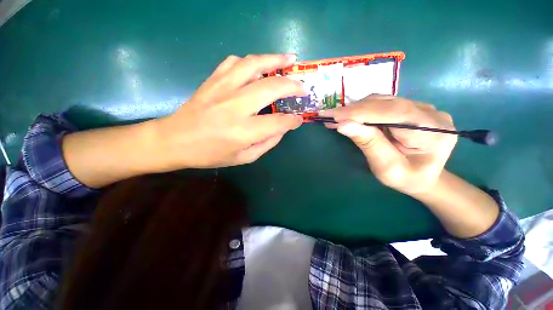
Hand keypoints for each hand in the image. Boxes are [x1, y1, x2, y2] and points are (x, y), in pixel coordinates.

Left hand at [153, 54, 305, 169]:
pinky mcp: (213, 80)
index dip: (292, 120)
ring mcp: (222, 89)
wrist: (174, 140)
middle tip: (303, 87)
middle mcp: (235, 106)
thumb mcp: (243, 158)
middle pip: (272, 87)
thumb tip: (282, 129)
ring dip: (275, 60)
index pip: (278, 122)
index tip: (299, 119)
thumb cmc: (210, 154)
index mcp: (244, 131)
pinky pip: (235, 62)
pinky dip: (251, 61)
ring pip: (254, 65)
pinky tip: (258, 66)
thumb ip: (267, 143)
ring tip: (290, 59)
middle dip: (293, 86)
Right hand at [319, 95, 456, 194]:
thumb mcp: (386, 168)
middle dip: (354, 110)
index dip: (360, 113)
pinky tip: (348, 116)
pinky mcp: (411, 108)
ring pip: (383, 101)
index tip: (333, 116)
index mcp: (433, 133)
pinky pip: (383, 104)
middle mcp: (431, 114)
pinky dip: (362, 110)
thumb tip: (343, 125)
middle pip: (387, 104)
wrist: (424, 177)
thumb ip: (369, 144)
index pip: (393, 113)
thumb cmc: (407, 179)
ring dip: (356, 109)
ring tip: (335, 117)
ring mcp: (422, 108)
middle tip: (328, 116)